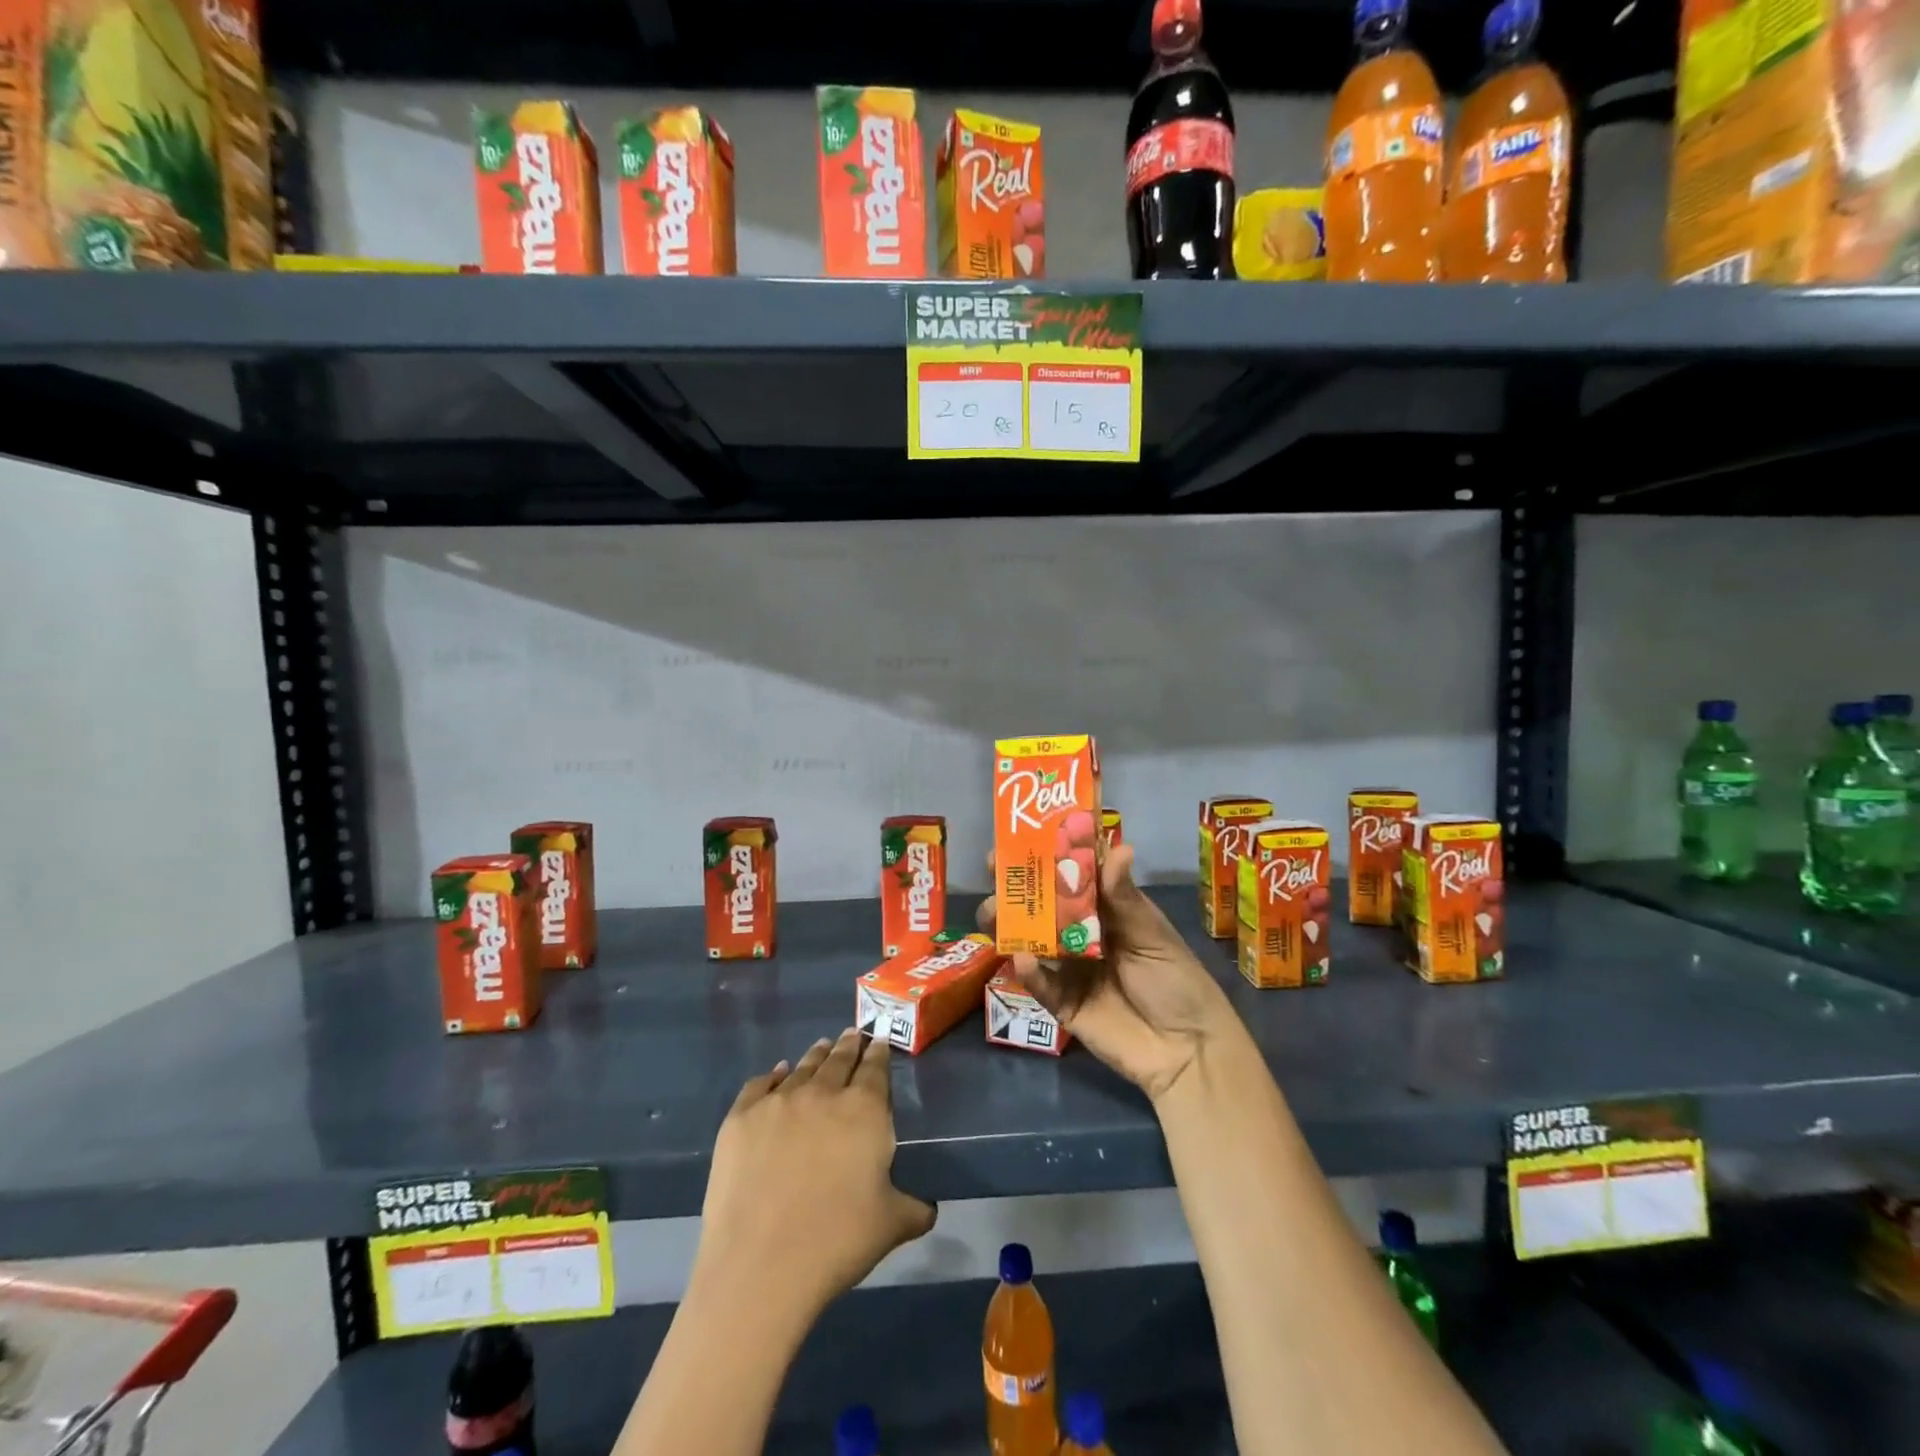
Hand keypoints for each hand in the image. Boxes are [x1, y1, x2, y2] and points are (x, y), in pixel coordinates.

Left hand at [694, 1028, 936, 1320]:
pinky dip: (773, 1075)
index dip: (878, 1053)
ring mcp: (778, 1102)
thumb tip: (929, 1209)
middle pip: (839, 1059)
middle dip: (849, 1046)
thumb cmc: (836, 1241)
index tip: (879, 1041)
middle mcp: (823, 1093)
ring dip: (816, 1055)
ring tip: (822, 1046)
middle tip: (853, 1033)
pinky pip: (760, 1084)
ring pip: (803, 1067)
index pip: (875, 1068)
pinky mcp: (741, 1118)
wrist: (760, 1266)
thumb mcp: (890, 1225)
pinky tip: (777, 1072)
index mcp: (864, 1109)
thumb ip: (913, 1209)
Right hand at [977, 843, 1237, 1101]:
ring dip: (1009, 925)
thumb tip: (1120, 847)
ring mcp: (1069, 970)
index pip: (1069, 877)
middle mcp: (1081, 935)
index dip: (1045, 858)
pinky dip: (1028, 972)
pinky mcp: (1062, 1005)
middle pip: (1041, 907)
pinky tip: (1022, 958)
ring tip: (994, 914)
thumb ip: (1125, 898)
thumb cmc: (1177, 981)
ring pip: (1030, 942)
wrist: (1189, 1050)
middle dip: (1015, 888)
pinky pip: (1039, 985)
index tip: (1020, 840)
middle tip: (994, 871)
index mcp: (1104, 911)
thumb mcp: (1153, 935)